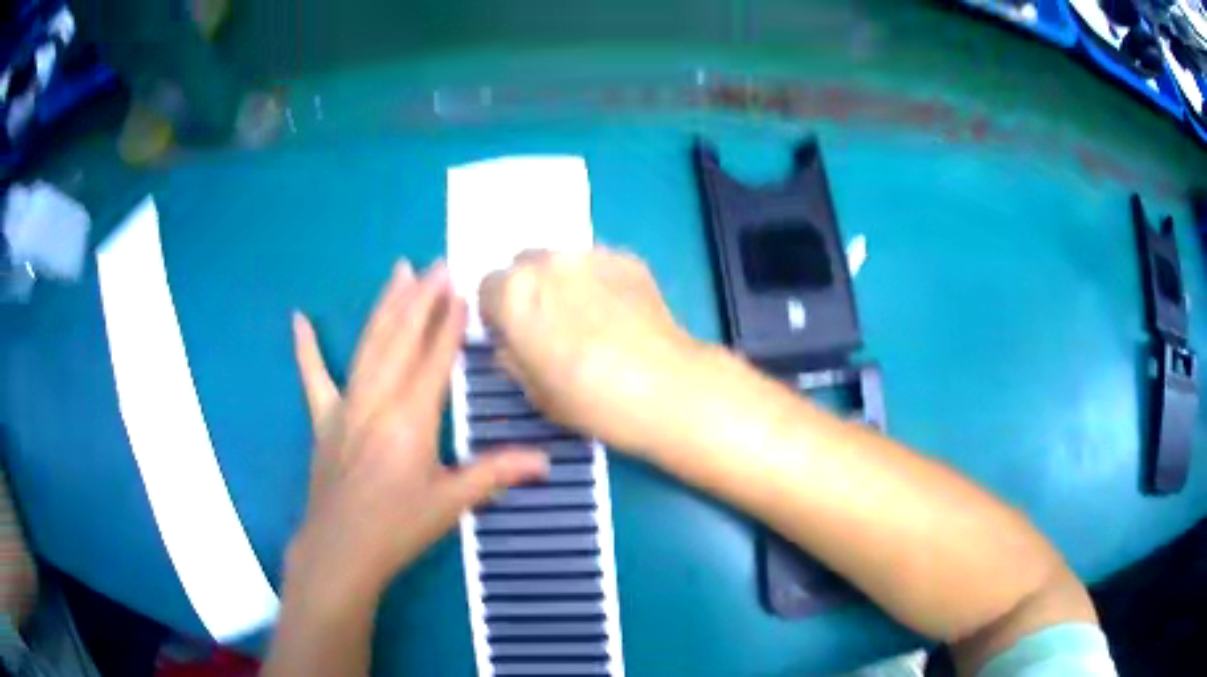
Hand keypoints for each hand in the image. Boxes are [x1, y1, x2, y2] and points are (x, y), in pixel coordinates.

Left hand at [287, 261, 547, 602]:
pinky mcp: (324, 420)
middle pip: (401, 340)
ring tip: (398, 271)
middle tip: (436, 264)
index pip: (434, 360)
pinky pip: (313, 377)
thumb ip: (496, 474)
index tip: (459, 290)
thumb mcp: (451, 503)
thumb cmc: (398, 528)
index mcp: (411, 419)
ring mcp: (345, 406)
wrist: (341, 550)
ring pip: (368, 346)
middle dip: (421, 299)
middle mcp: (377, 401)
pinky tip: (299, 320)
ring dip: (385, 307)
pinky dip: (306, 349)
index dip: (447, 324)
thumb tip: (546, 461)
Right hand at [479, 249, 704, 454]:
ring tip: (590, 318)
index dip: (498, 313)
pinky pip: (599, 266)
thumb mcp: (531, 390)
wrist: (662, 387)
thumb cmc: (587, 398)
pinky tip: (618, 314)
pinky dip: (599, 283)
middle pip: (524, 266)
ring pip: (563, 262)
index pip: (487, 288)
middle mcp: (547, 262)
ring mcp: (591, 256)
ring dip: (564, 283)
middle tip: (549, 325)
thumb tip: (513, 341)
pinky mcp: (628, 259)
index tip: (514, 335)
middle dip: (530, 291)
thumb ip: (511, 355)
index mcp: (513, 292)